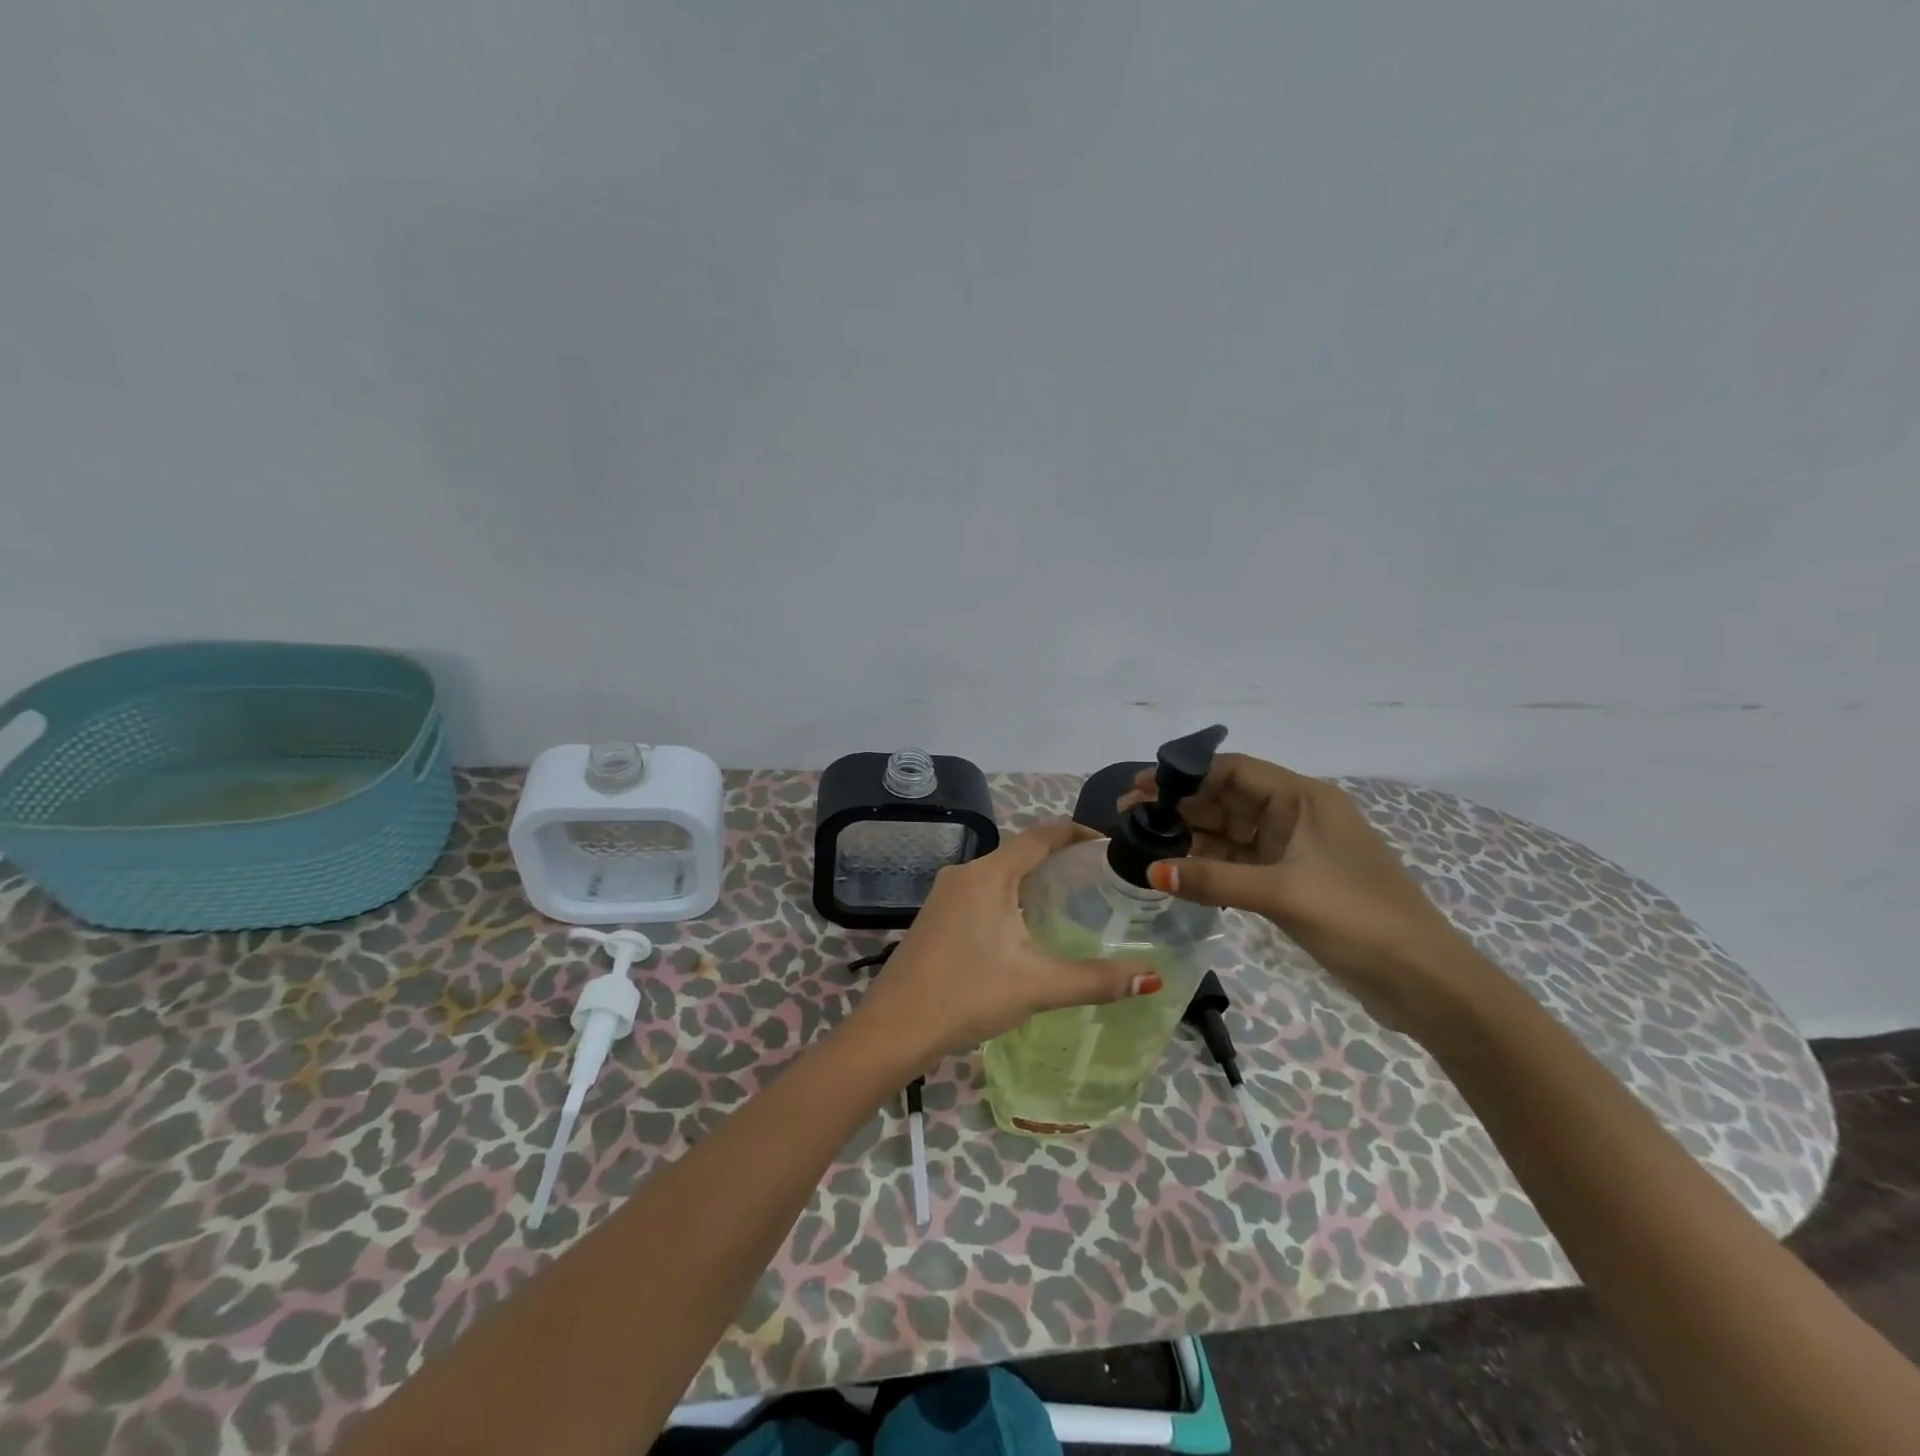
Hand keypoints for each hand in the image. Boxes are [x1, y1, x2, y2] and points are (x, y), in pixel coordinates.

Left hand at [853, 820, 1159, 1069]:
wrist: (893, 1028)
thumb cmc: (966, 995)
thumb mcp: (1037, 986)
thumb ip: (1096, 980)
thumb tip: (1153, 979)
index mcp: (988, 875)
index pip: (1040, 836)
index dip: (1076, 834)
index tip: (1109, 846)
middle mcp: (964, 873)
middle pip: (1020, 853)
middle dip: (1059, 861)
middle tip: (1099, 881)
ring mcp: (945, 894)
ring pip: (1000, 875)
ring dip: (1033, 882)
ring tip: (1071, 903)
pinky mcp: (936, 916)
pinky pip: (982, 893)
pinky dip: (1010, 899)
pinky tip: (1026, 929)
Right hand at [1128, 754, 1478, 1030]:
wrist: (1424, 982)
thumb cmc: (1359, 919)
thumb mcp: (1282, 893)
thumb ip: (1214, 879)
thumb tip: (1151, 870)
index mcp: (1304, 799)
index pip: (1234, 770)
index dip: (1185, 774)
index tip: (1141, 787)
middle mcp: (1296, 816)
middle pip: (1226, 799)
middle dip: (1179, 805)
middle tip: (1129, 817)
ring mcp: (1293, 851)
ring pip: (1229, 833)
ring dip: (1189, 837)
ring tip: (1142, 843)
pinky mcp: (1290, 883)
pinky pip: (1238, 864)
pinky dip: (1208, 866)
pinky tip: (1175, 872)